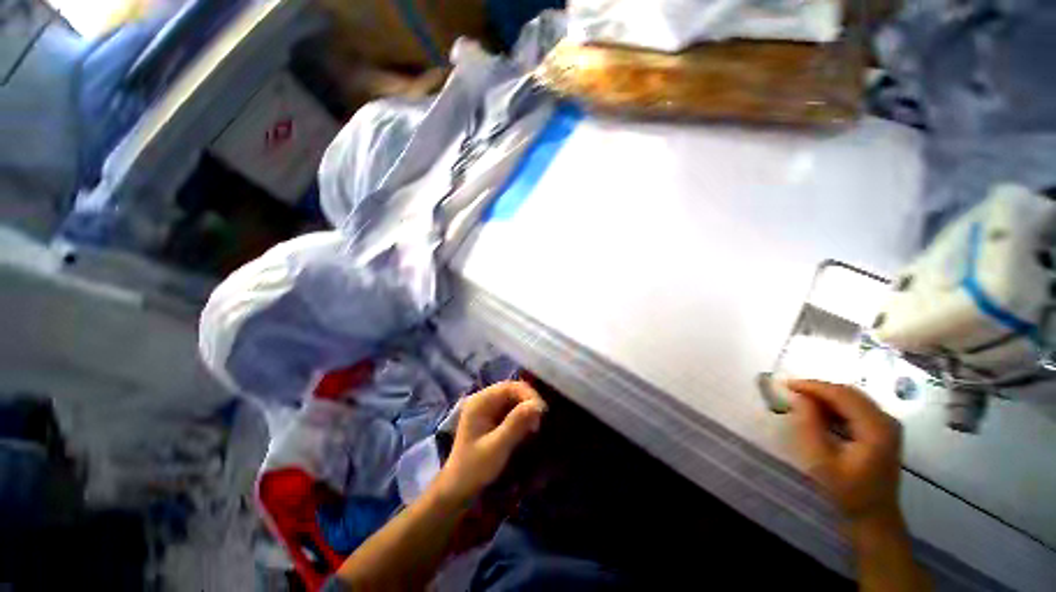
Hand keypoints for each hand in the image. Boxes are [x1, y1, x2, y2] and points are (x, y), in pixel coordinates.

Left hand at [435, 381, 546, 502]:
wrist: (458, 489)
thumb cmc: (475, 468)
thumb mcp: (497, 447)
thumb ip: (516, 424)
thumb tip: (538, 405)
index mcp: (480, 401)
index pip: (509, 386)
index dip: (528, 395)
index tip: (542, 411)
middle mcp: (484, 399)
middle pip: (513, 390)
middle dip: (529, 401)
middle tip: (540, 420)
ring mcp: (487, 407)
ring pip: (514, 399)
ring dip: (527, 408)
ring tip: (535, 425)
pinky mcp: (492, 417)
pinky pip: (512, 408)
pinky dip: (522, 415)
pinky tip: (528, 427)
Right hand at [787, 380, 901, 523]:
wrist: (874, 517)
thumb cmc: (846, 491)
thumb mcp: (821, 461)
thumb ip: (810, 426)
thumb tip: (799, 398)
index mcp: (876, 428)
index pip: (843, 395)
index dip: (813, 386)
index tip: (786, 384)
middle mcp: (886, 421)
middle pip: (849, 393)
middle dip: (818, 389)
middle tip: (790, 391)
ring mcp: (886, 425)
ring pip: (852, 398)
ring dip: (825, 396)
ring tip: (800, 400)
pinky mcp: (882, 431)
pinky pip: (856, 408)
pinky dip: (834, 405)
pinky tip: (819, 412)